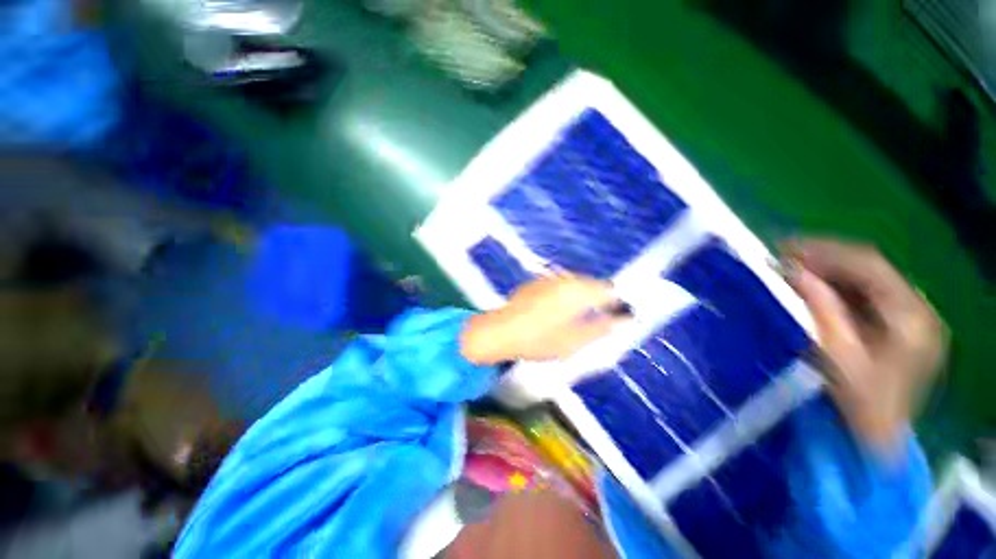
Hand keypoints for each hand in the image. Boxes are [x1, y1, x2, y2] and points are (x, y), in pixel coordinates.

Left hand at [459, 275, 626, 364]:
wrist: (501, 331)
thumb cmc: (539, 339)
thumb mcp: (574, 340)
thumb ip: (601, 328)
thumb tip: (624, 320)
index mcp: (578, 291)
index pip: (607, 289)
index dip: (615, 301)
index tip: (617, 314)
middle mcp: (564, 279)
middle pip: (590, 284)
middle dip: (597, 298)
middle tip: (597, 318)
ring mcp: (548, 279)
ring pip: (574, 283)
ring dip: (581, 295)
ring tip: (577, 316)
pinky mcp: (535, 283)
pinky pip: (558, 285)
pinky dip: (564, 294)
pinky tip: (556, 311)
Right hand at [782, 239, 946, 451]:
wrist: (879, 435)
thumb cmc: (860, 401)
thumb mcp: (837, 356)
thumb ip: (820, 309)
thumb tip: (793, 271)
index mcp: (912, 318)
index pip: (870, 267)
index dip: (826, 252)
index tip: (785, 249)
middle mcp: (918, 308)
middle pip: (871, 267)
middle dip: (825, 256)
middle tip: (782, 254)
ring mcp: (912, 315)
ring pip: (867, 277)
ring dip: (828, 268)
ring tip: (791, 266)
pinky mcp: (899, 322)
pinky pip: (866, 291)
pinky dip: (835, 283)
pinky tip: (811, 284)